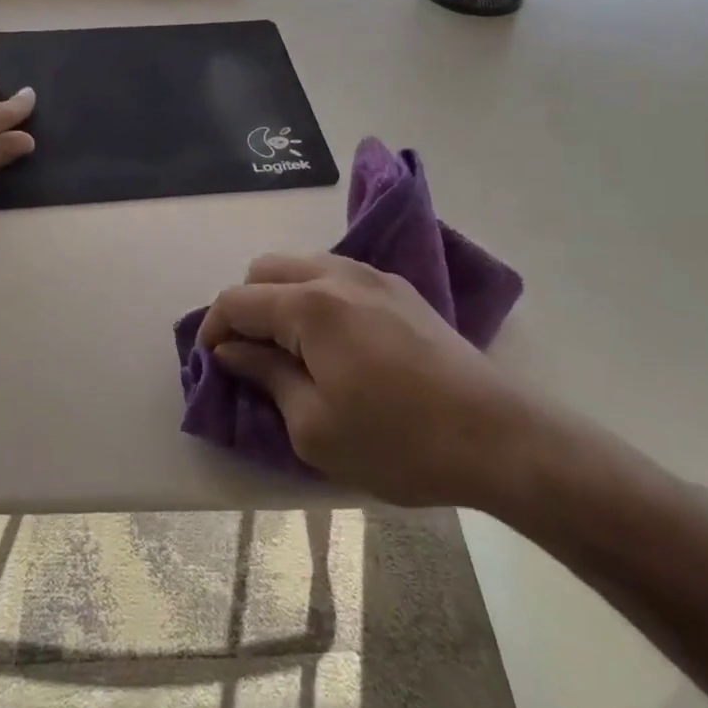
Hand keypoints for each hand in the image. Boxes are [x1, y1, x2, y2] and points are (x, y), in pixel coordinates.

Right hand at [199, 251, 545, 507]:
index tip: (212, 363)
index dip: (213, 328)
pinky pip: (337, 275)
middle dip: (245, 306)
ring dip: (282, 297)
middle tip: (250, 355)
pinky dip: (316, 296)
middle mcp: (336, 274)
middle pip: (266, 269)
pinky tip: (333, 339)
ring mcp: (371, 276)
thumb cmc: (397, 441)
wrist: (495, 435)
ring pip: (302, 265)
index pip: (237, 300)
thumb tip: (231, 350)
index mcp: (309, 305)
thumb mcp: (314, 426)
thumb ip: (265, 376)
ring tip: (289, 347)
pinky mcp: (398, 288)